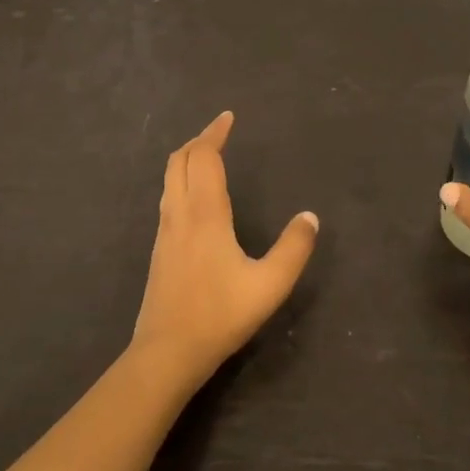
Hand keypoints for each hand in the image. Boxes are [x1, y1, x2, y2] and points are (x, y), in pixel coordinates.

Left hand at [131, 111, 319, 383]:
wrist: (167, 352)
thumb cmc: (219, 315)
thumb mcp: (269, 285)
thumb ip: (293, 249)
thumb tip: (310, 217)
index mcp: (205, 213)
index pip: (203, 157)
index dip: (214, 133)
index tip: (228, 118)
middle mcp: (179, 213)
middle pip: (179, 160)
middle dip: (198, 141)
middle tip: (219, 133)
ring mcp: (164, 231)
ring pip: (169, 179)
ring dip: (187, 160)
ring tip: (209, 158)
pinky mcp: (159, 249)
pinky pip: (168, 197)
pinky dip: (181, 180)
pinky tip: (197, 199)